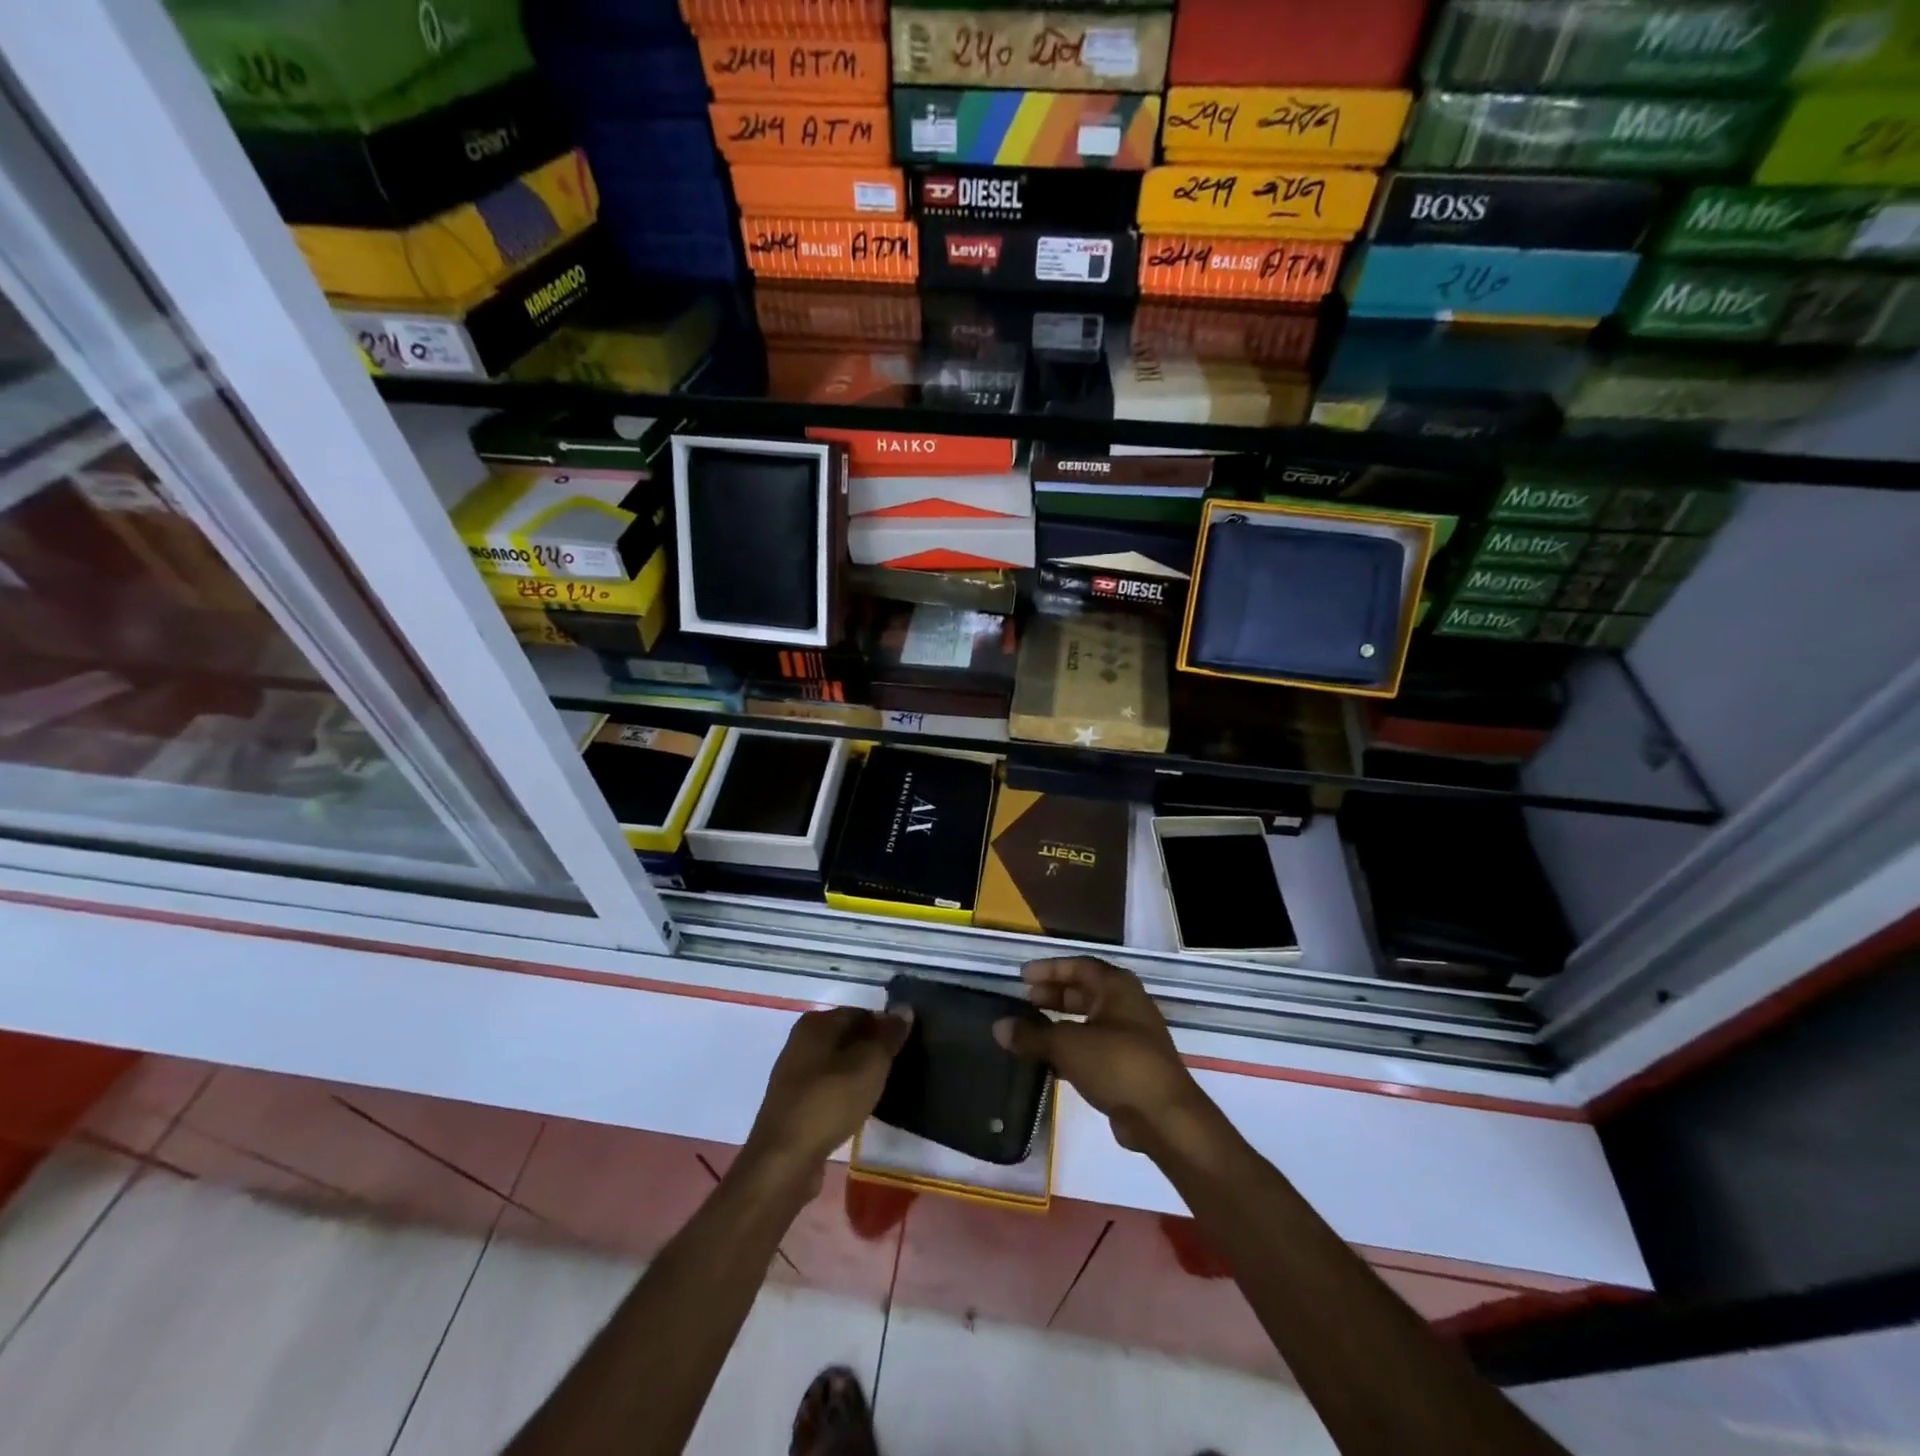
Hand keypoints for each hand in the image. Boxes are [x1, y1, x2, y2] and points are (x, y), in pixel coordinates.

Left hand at [740, 1006, 912, 1193]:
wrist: (784, 1160)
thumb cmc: (830, 1101)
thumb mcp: (870, 1064)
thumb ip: (889, 1036)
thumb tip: (904, 1010)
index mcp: (816, 1023)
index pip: (861, 1013)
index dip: (886, 1028)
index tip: (904, 1049)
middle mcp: (801, 1041)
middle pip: (847, 1037)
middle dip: (872, 1051)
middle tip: (897, 1069)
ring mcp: (794, 1074)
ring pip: (837, 1064)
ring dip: (859, 1074)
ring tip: (882, 1091)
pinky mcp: (793, 1104)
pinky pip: (827, 1088)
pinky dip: (844, 1094)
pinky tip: (857, 1109)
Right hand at [993, 958, 1212, 1153]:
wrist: (1164, 1117)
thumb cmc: (1116, 1064)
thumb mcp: (1067, 1045)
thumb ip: (1032, 1035)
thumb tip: (999, 1027)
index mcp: (1117, 987)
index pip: (1079, 966)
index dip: (1049, 969)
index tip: (1022, 977)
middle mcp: (1127, 1005)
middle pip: (1085, 991)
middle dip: (1054, 995)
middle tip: (1025, 1001)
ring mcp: (1132, 1036)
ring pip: (1089, 1021)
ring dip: (1061, 1023)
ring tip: (1031, 1031)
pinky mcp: (1130, 1066)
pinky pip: (1095, 1046)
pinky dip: (1072, 1048)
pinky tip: (1049, 1061)